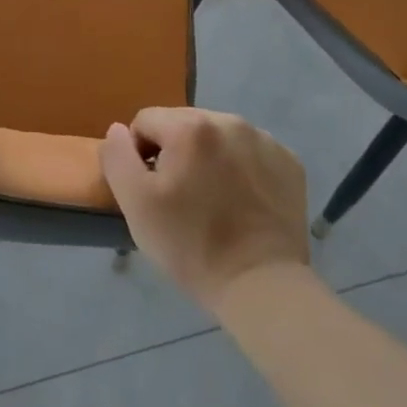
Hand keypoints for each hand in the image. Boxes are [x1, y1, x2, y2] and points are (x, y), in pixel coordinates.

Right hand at [100, 108, 309, 310]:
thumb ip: (117, 157)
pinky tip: (242, 201)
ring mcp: (264, 139)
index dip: (140, 155)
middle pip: (183, 124)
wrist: (262, 286)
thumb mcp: (136, 204)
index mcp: (189, 126)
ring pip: (217, 136)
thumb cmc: (191, 244)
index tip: (152, 191)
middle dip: (176, 152)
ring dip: (208, 157)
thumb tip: (118, 130)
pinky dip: (241, 168)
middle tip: (180, 198)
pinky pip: (250, 152)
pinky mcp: (289, 162)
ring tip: (212, 200)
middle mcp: (228, 120)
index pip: (145, 122)